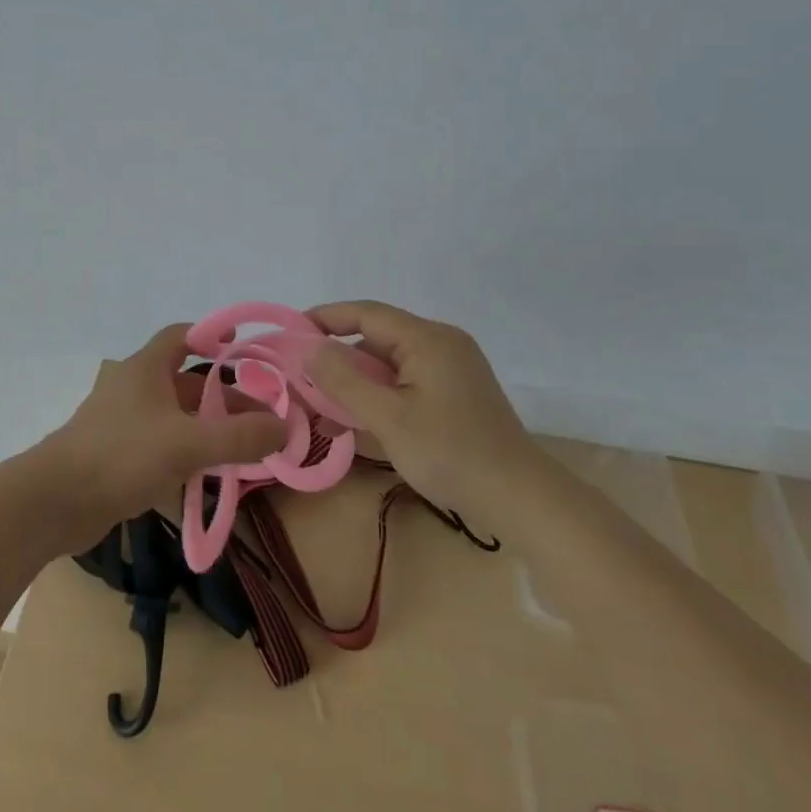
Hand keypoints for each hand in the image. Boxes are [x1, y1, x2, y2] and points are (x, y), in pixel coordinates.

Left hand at [33, 324, 289, 549]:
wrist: (54, 502)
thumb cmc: (121, 456)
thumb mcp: (188, 444)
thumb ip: (239, 437)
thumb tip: (285, 428)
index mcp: (146, 368)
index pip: (182, 336)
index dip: (212, 336)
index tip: (242, 347)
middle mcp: (135, 388)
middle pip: (187, 382)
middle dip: (224, 396)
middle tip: (261, 417)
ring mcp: (123, 422)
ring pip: (176, 416)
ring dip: (208, 427)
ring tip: (244, 447)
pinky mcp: (117, 454)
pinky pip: (162, 443)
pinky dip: (187, 451)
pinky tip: (208, 474)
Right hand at [304, 300, 534, 516]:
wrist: (519, 498)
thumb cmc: (450, 453)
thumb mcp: (388, 418)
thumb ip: (344, 379)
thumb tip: (310, 347)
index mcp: (428, 339)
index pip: (366, 313)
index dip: (326, 317)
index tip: (290, 330)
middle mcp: (441, 344)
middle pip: (377, 338)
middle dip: (337, 356)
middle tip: (301, 377)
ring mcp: (451, 369)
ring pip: (389, 363)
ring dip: (355, 382)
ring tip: (320, 408)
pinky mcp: (454, 393)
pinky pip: (405, 382)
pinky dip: (378, 396)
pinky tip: (354, 422)